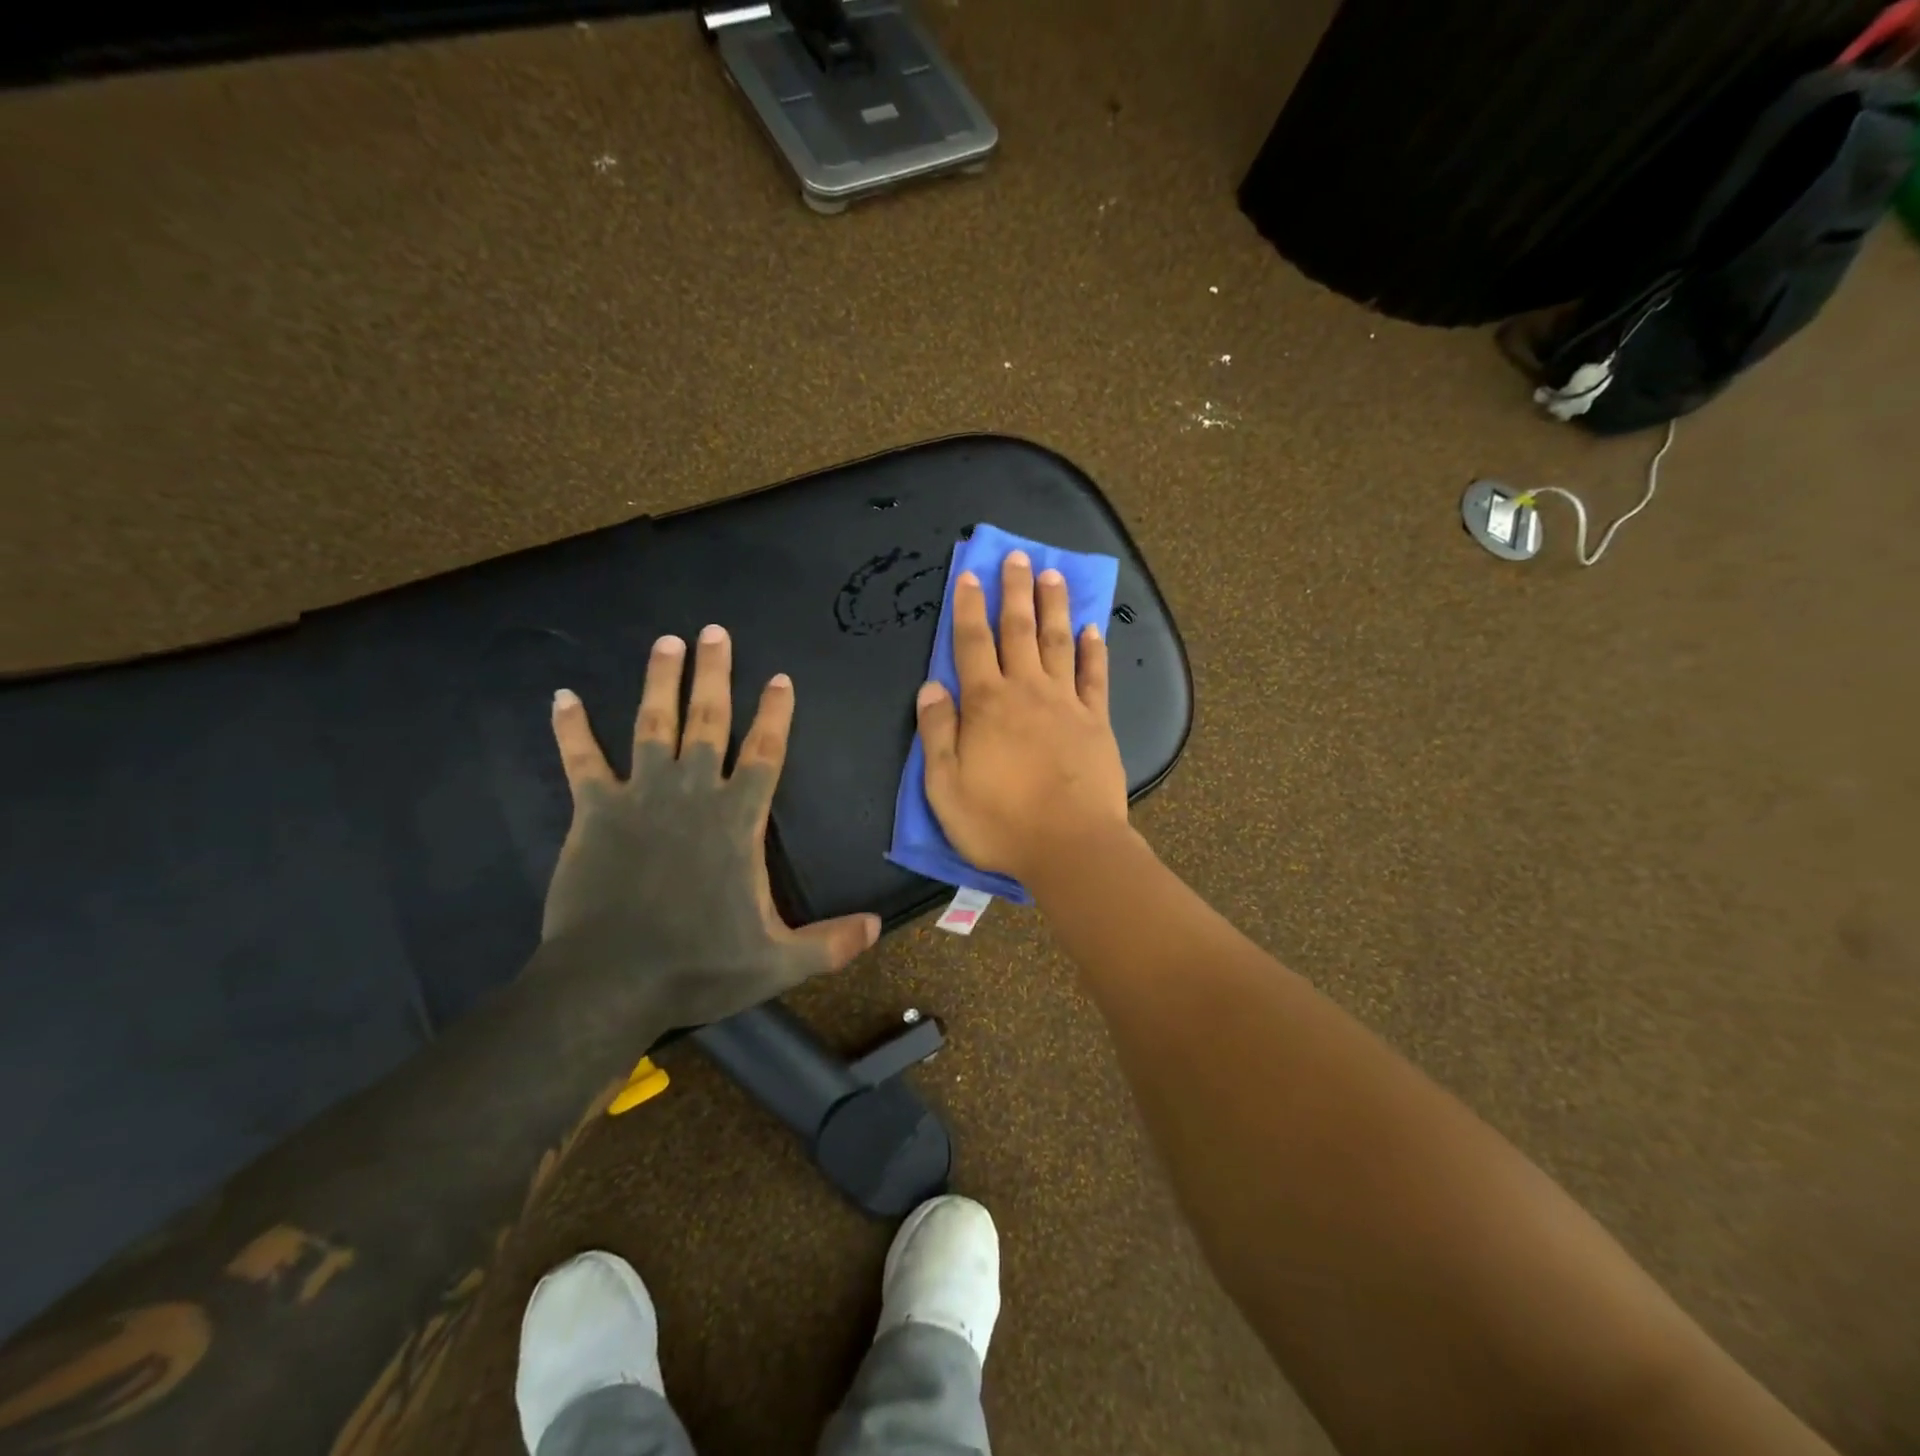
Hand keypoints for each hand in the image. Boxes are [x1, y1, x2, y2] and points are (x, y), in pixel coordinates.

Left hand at [543, 625, 879, 1026]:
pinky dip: (571, 727)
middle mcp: (692, 792)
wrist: (610, 982)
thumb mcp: (778, 962)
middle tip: (715, 631)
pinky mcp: (594, 810)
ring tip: (667, 642)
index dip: (775, 713)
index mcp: (738, 818)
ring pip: (652, 725)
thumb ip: (831, 943)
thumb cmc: (698, 964)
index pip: (765, 752)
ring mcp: (640, 796)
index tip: (779, 678)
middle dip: (714, 674)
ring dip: (660, 682)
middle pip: (708, 720)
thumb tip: (879, 929)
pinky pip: (581, 759)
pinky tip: (562, 696)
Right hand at [915, 551, 1131, 885]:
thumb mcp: (945, 785)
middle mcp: (1027, 691)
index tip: (969, 575)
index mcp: (986, 704)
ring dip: (1054, 606)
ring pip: (1058, 642)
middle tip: (1017, 556)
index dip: (968, 607)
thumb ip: (936, 732)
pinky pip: (1095, 677)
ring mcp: (1066, 704)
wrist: (1071, 847)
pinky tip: (1093, 629)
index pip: (972, 644)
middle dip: (1014, 591)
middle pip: (1019, 630)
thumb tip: (930, 686)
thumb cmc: (1000, 822)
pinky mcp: (1096, 722)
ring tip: (1052, 574)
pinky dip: (1093, 651)